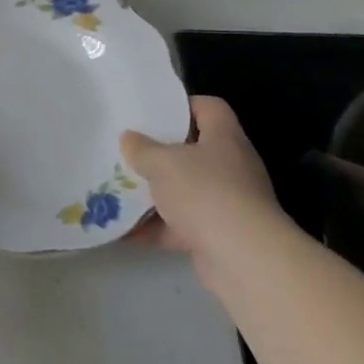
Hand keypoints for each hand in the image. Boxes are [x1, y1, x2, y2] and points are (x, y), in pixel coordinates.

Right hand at [120, 96, 278, 280]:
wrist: (242, 258)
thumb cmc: (204, 192)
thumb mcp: (162, 163)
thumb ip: (142, 149)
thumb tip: (129, 139)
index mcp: (224, 138)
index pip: (209, 108)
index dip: (183, 105)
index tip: (153, 112)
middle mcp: (231, 167)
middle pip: (194, 151)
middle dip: (160, 154)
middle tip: (129, 151)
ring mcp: (227, 203)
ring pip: (186, 190)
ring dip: (156, 193)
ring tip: (120, 189)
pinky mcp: (218, 235)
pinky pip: (181, 226)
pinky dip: (156, 228)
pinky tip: (125, 230)